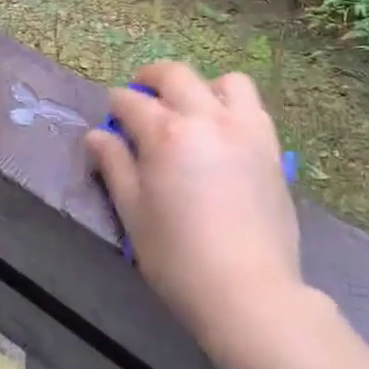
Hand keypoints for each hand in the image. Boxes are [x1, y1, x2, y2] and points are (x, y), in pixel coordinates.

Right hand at [85, 62, 310, 362]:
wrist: (249, 293)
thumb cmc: (179, 259)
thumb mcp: (134, 215)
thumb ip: (115, 167)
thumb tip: (97, 135)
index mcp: (165, 133)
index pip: (131, 101)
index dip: (116, 105)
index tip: (112, 116)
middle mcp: (205, 117)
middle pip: (175, 75)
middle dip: (151, 78)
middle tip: (142, 96)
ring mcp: (243, 128)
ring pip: (224, 81)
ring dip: (202, 87)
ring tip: (192, 110)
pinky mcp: (270, 146)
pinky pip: (253, 106)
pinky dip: (234, 106)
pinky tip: (224, 132)